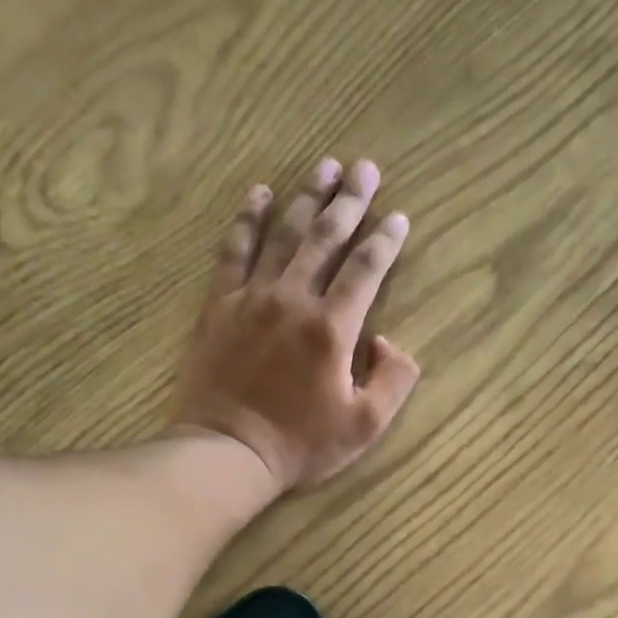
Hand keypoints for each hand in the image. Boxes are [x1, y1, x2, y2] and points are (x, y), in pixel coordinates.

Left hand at [171, 157, 420, 491]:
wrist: (228, 452)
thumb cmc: (300, 445)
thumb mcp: (364, 426)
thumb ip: (393, 381)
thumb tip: (389, 341)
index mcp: (332, 328)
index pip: (365, 270)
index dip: (385, 241)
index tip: (398, 216)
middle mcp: (293, 299)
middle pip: (325, 237)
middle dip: (350, 201)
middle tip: (365, 168)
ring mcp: (252, 298)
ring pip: (283, 234)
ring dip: (306, 197)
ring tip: (324, 166)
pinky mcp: (219, 305)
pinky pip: (234, 250)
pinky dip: (248, 219)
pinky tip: (259, 194)